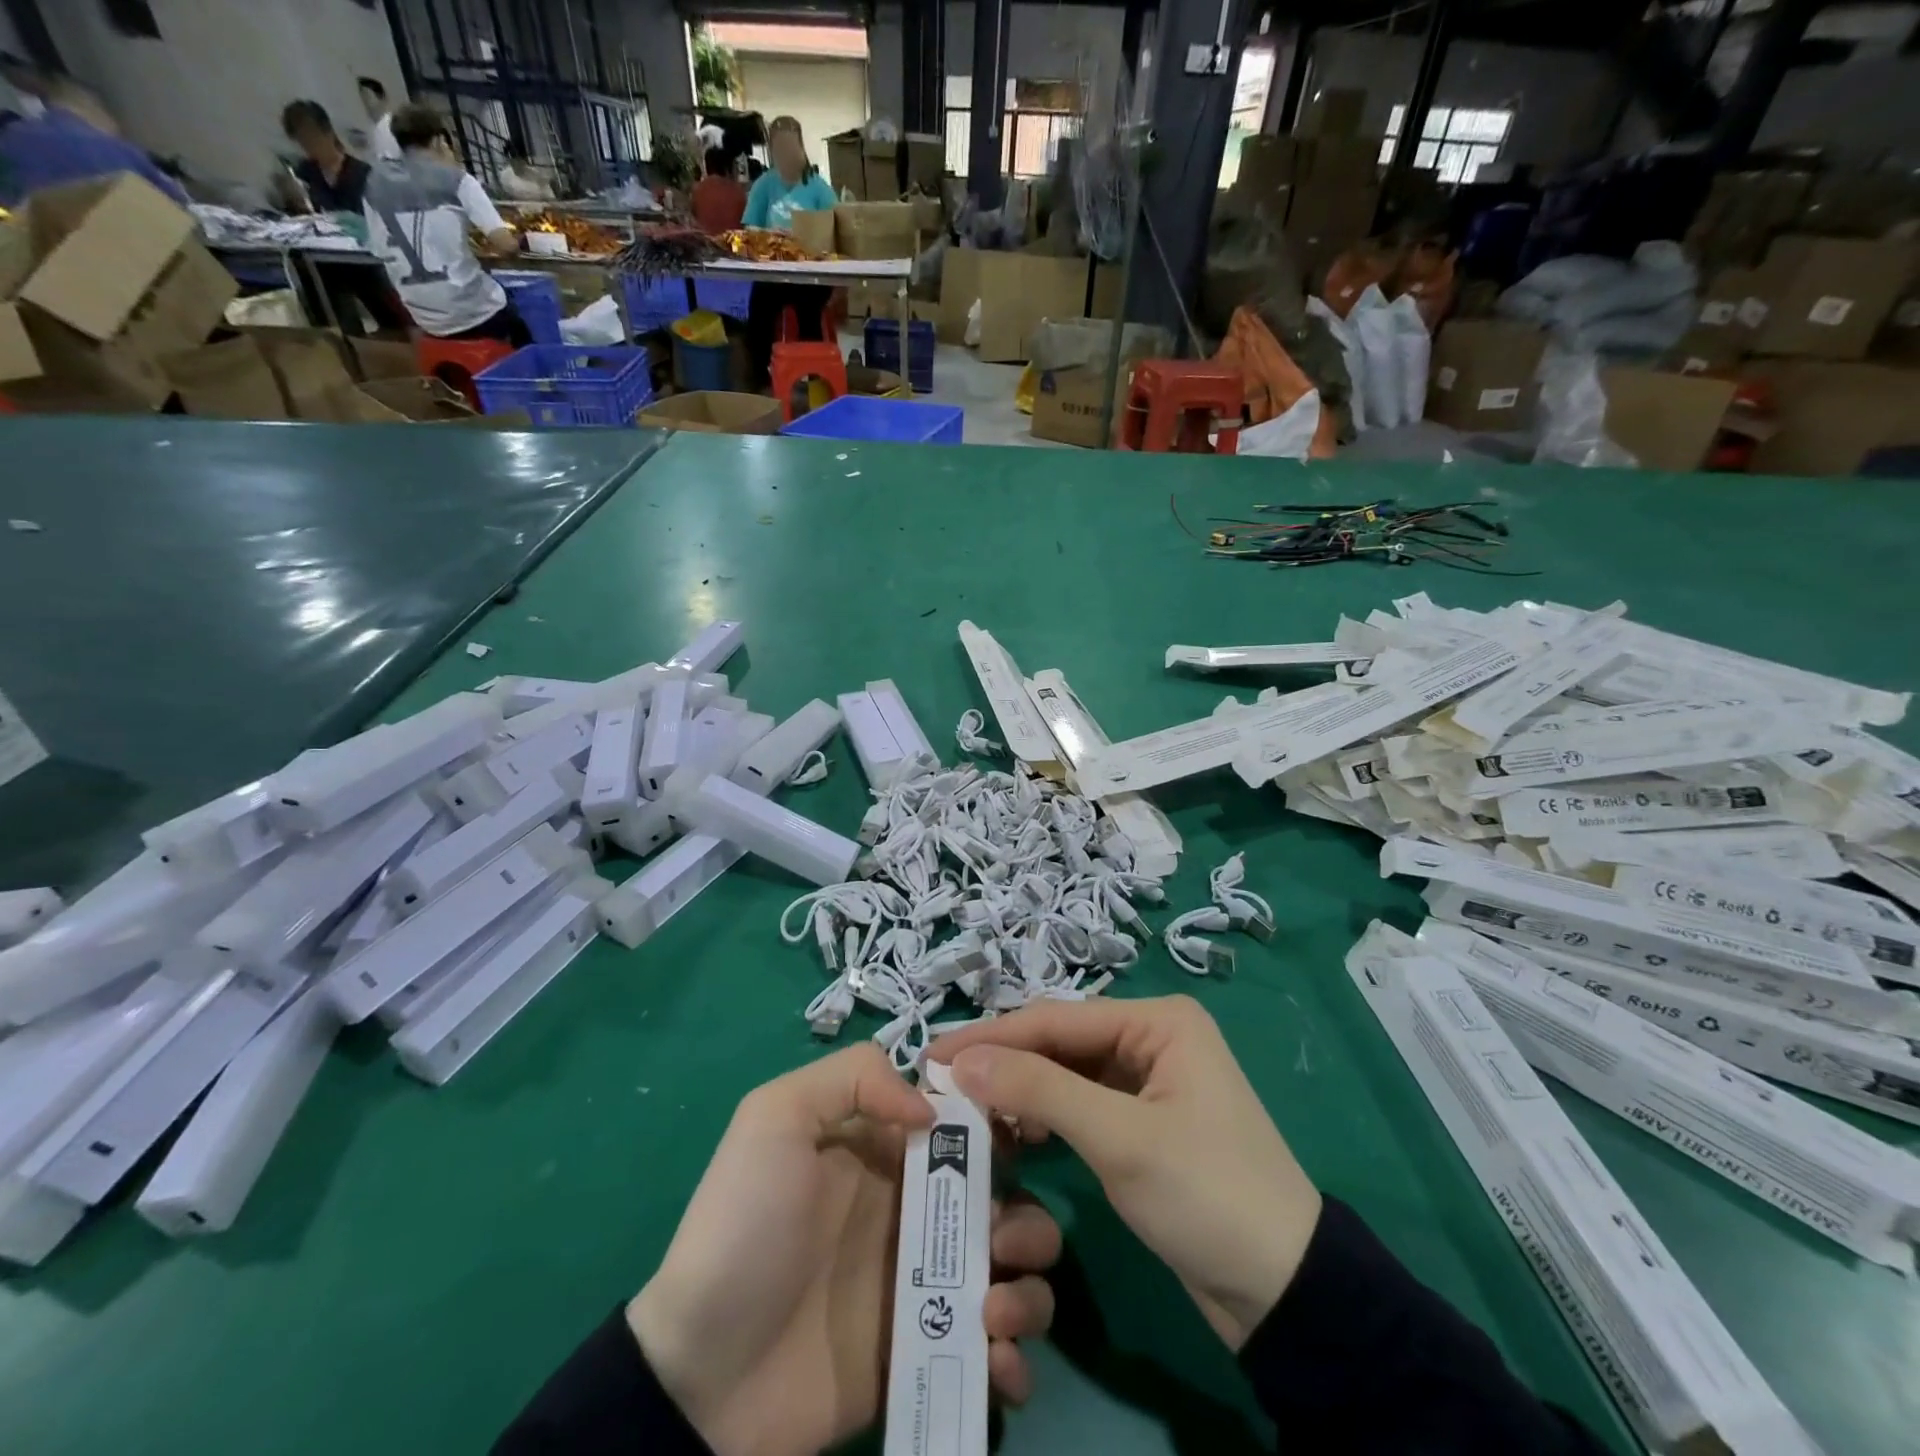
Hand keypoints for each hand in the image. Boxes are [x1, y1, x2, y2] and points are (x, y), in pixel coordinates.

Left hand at [627, 1045, 1059, 1455]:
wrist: (703, 1374)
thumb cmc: (746, 1226)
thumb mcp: (776, 1117)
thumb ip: (852, 1079)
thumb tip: (932, 1109)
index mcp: (889, 1152)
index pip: (967, 1125)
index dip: (1002, 1125)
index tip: (1023, 1140)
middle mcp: (918, 1210)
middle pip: (1008, 1198)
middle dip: (1025, 1217)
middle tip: (997, 1242)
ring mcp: (927, 1285)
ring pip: (1017, 1272)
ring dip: (1028, 1287)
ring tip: (990, 1311)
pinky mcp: (930, 1354)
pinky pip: (1000, 1354)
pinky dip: (1014, 1358)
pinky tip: (994, 1362)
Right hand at [931, 995, 1320, 1351]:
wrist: (1284, 1293)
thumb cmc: (1207, 1195)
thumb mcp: (1120, 1139)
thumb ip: (1039, 1090)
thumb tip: (961, 1059)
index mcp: (1157, 1020)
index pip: (1057, 1019)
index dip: (993, 1036)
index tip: (932, 1055)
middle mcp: (1151, 1037)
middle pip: (1059, 1042)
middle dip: (1003, 1062)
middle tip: (940, 1084)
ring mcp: (1147, 1080)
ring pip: (1065, 1073)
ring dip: (1020, 1090)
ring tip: (966, 1109)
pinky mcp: (1142, 1121)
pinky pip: (1080, 1103)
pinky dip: (1045, 1116)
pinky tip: (1012, 1133)